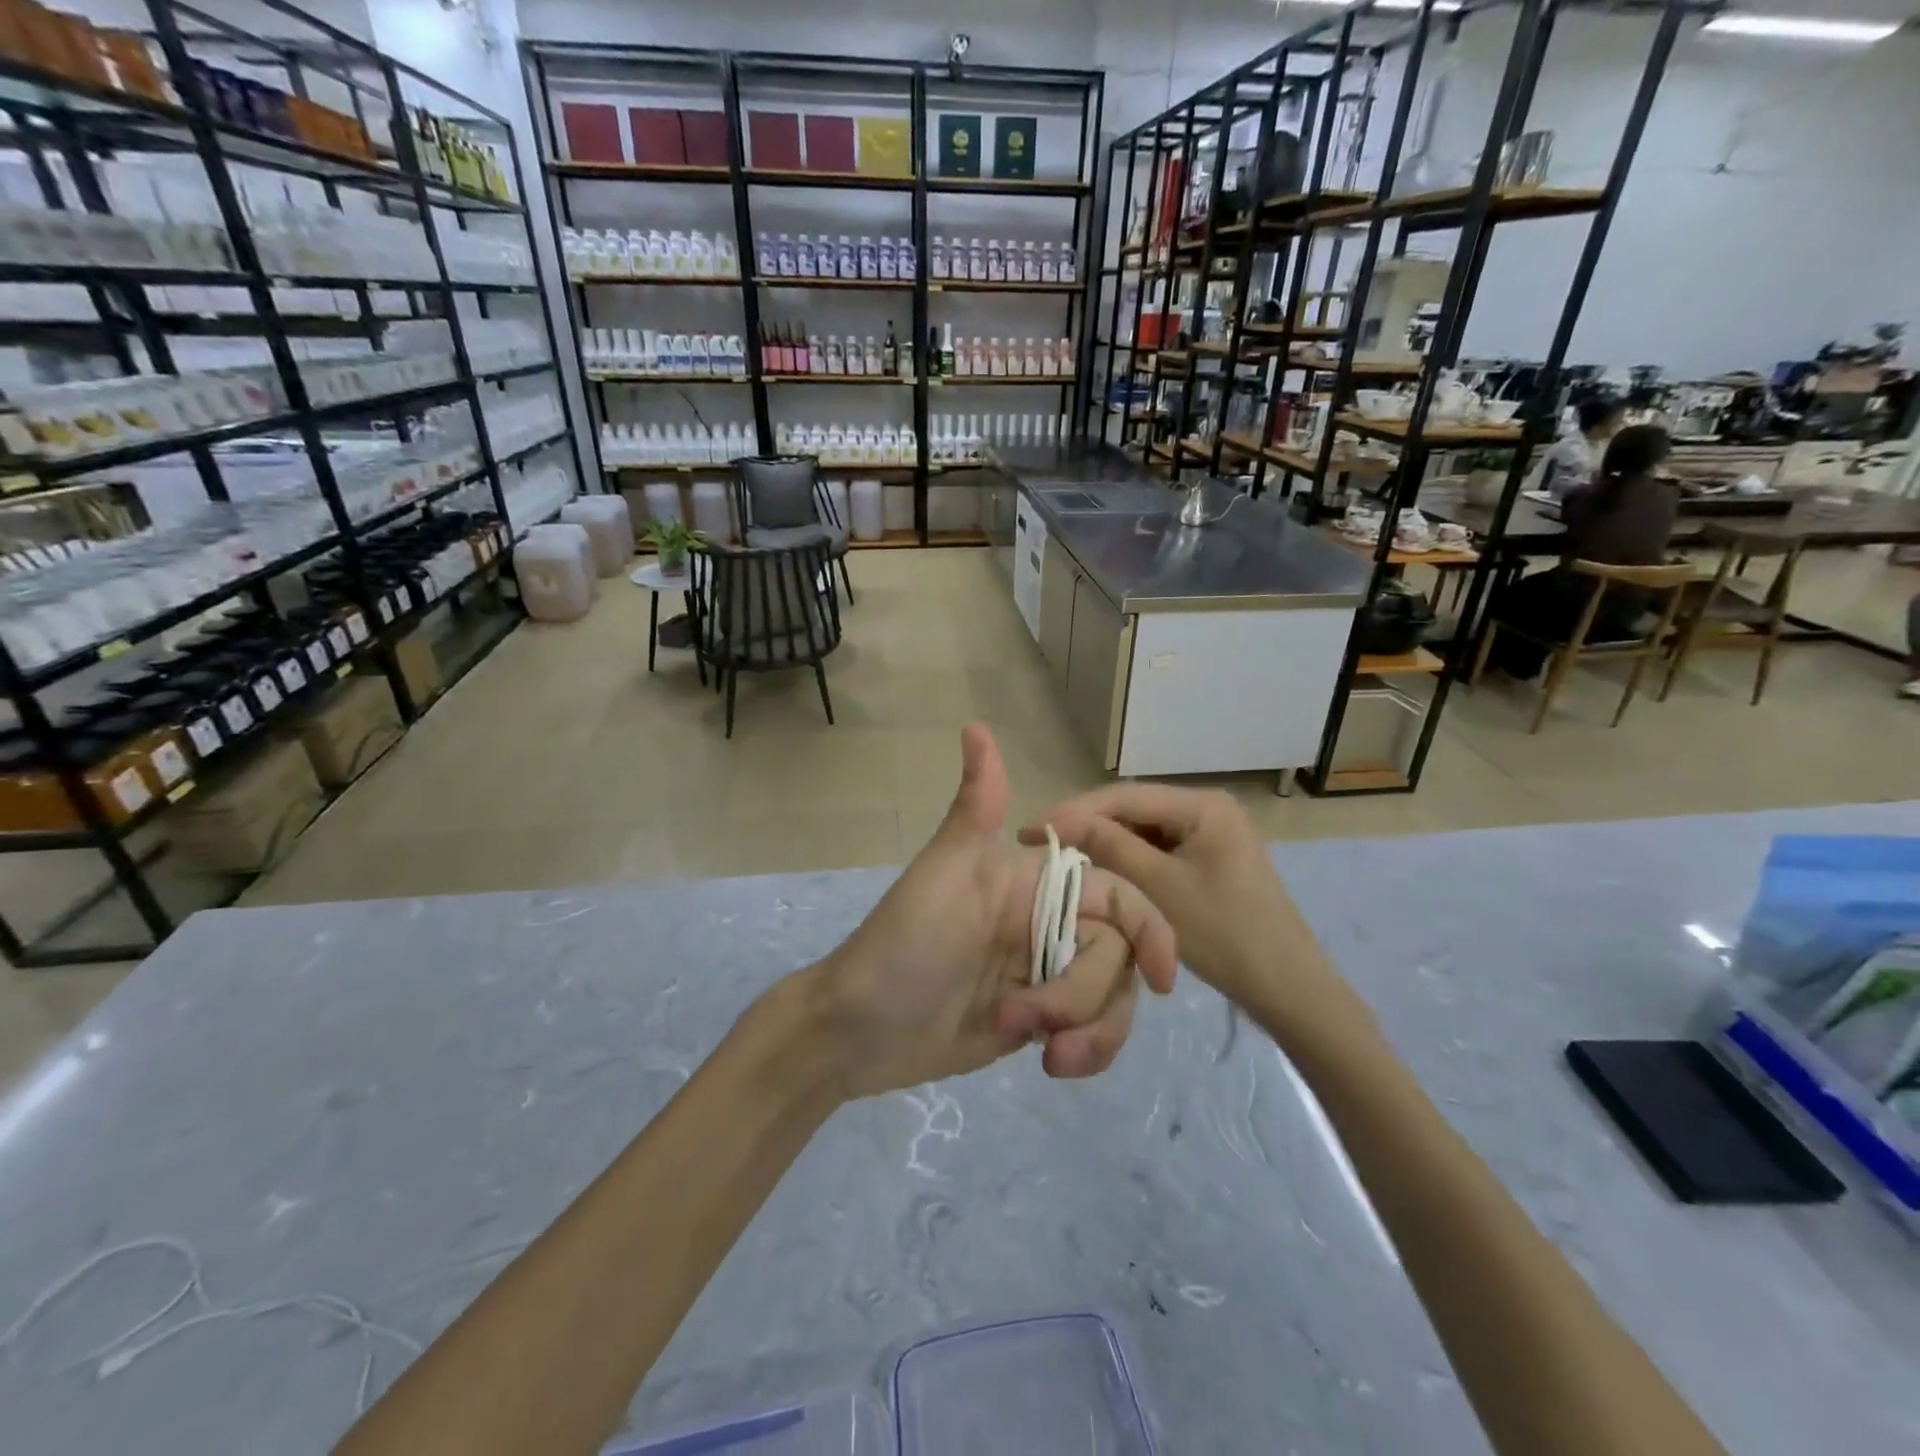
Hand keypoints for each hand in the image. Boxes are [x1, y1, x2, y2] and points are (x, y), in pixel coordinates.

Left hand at [801, 725, 1176, 1099]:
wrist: (856, 1031)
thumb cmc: (901, 944)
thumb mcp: (942, 872)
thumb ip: (976, 807)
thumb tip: (975, 725)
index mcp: (1031, 883)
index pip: (1116, 896)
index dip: (1150, 930)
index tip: (1163, 980)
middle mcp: (1045, 923)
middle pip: (1117, 956)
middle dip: (1085, 996)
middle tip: (1027, 1019)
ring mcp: (1043, 974)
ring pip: (1110, 997)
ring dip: (1092, 1031)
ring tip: (1045, 1054)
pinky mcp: (1037, 1020)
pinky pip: (1089, 1032)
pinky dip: (1085, 1050)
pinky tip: (1049, 1063)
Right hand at [1022, 785, 1342, 1019]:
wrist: (1286, 987)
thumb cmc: (1225, 934)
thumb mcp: (1159, 889)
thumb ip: (1110, 847)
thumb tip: (1061, 821)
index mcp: (1203, 805)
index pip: (1125, 796)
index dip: (1074, 811)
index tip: (1031, 828)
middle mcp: (1207, 808)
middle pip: (1133, 808)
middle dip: (1087, 824)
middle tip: (1039, 841)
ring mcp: (1210, 833)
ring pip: (1143, 829)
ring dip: (1104, 841)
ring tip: (1061, 854)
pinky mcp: (1208, 858)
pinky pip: (1158, 849)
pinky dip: (1127, 859)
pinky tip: (1100, 869)